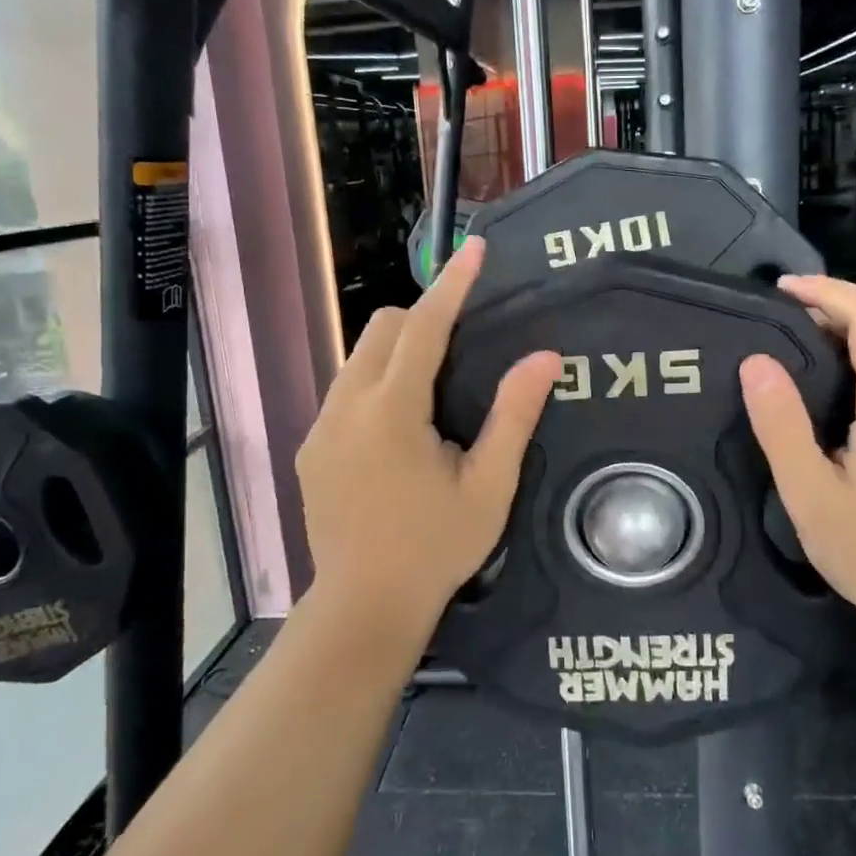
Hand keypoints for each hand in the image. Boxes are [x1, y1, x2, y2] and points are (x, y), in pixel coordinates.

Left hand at [296, 239, 561, 634]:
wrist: (365, 607)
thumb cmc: (436, 547)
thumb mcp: (489, 485)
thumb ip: (514, 415)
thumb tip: (545, 356)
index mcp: (392, 411)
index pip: (423, 326)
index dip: (452, 284)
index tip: (474, 248)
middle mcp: (347, 406)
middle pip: (382, 329)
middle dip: (422, 319)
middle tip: (462, 351)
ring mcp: (321, 426)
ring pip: (359, 358)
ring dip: (397, 353)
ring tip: (433, 394)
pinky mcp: (310, 448)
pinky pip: (345, 390)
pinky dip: (375, 384)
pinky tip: (400, 431)